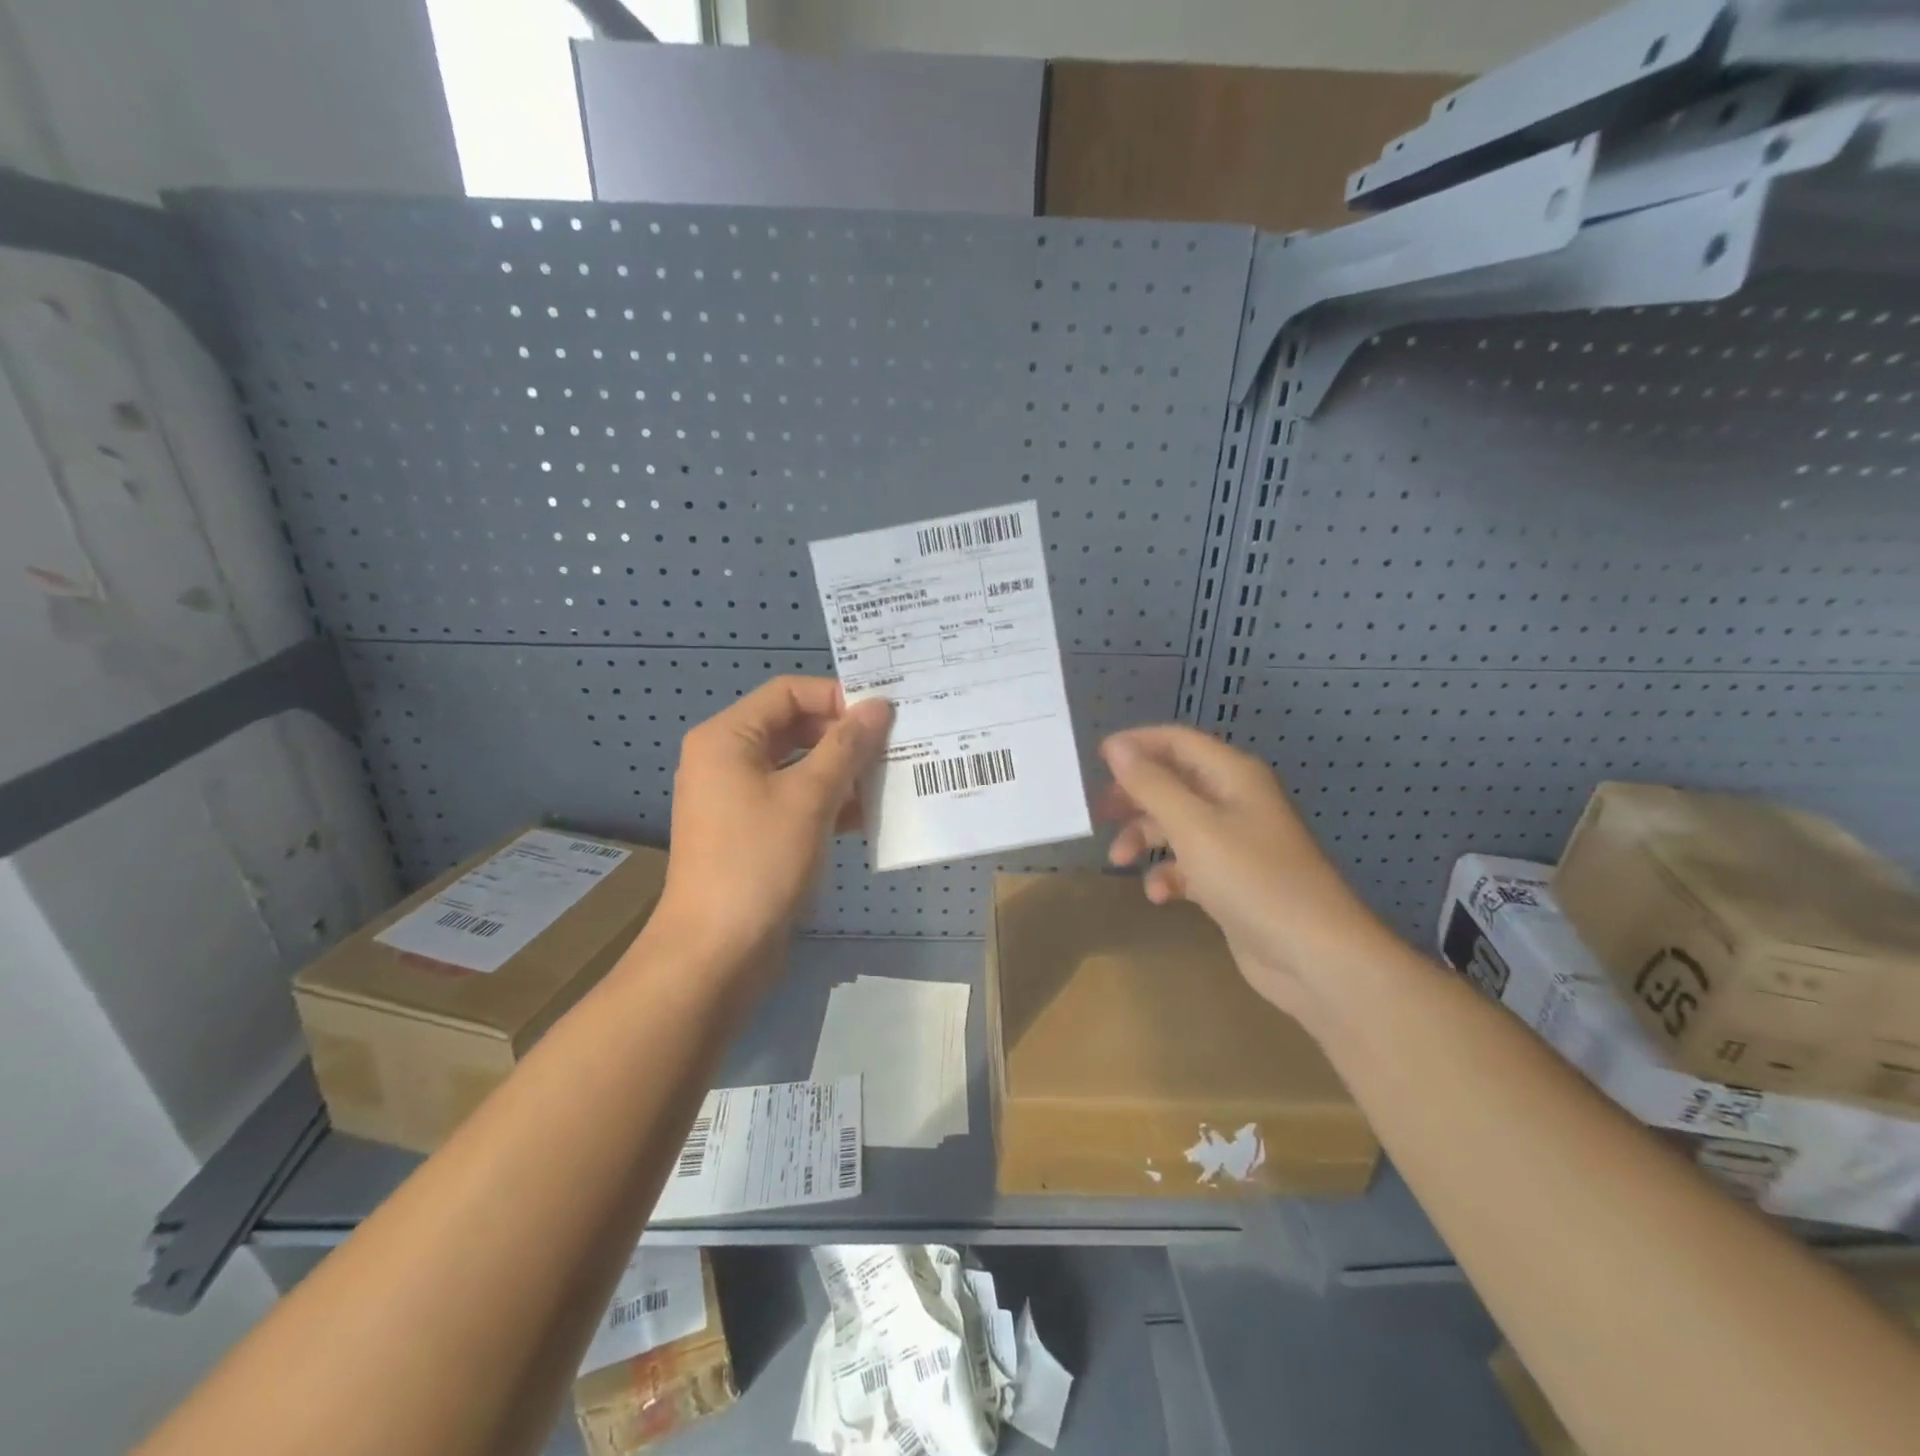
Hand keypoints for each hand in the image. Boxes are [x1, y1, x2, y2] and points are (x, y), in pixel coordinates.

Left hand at [651, 677, 891, 983]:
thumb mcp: (810, 798)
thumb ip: (847, 747)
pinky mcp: (751, 832)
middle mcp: (727, 759)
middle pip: (794, 727)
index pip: (788, 692)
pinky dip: (827, 802)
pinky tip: (867, 817)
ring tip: (888, 782)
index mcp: (727, 737)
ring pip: (798, 766)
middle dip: (844, 737)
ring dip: (841, 772)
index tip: (883, 718)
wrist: (716, 953)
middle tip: (893, 748)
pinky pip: (793, 800)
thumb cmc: (759, 862)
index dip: (837, 697)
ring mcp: (737, 798)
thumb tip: (879, 706)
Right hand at [1098, 725, 1397, 1025]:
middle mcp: (1235, 801)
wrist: (1313, 955)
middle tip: (1100, 812)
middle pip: (1173, 783)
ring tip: (1119, 860)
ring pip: (1176, 825)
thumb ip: (1150, 784)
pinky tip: (1159, 895)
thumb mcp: (1193, 826)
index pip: (1177, 742)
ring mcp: (1235, 843)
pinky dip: (1169, 875)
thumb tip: (1115, 746)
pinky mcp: (1232, 881)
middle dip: (1135, 796)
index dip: (1137, 745)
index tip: (1095, 760)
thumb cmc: (1252, 878)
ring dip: (1145, 838)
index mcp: (1232, 775)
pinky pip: (1189, 865)